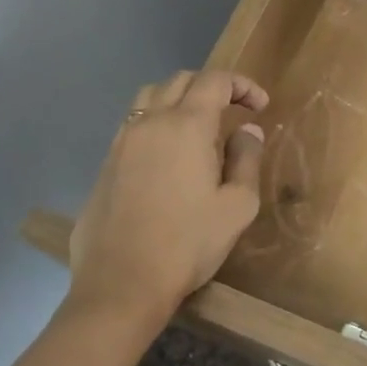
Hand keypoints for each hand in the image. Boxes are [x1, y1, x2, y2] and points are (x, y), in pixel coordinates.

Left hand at [67, 70, 268, 331]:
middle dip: (212, 87)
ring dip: (179, 98)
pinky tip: (168, 155)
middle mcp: (150, 123)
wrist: (121, 285)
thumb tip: (248, 131)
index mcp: (186, 126)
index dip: (242, 85)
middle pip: (181, 80)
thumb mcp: (237, 206)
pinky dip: (156, 122)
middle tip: (234, 110)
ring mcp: (122, 142)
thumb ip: (246, 160)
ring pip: (150, 96)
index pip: (215, 81)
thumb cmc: (188, 244)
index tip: (260, 106)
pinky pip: (133, 124)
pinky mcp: (106, 164)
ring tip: (198, 125)